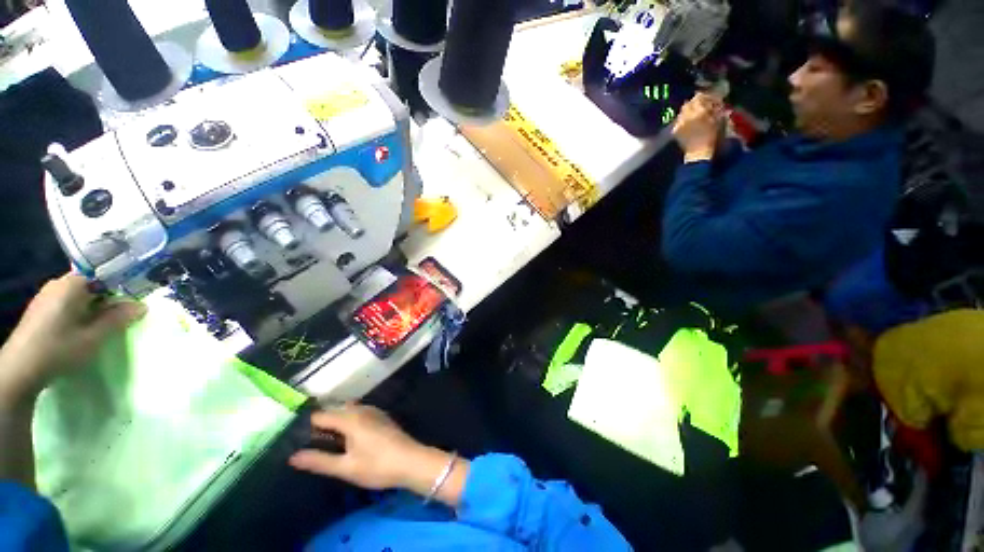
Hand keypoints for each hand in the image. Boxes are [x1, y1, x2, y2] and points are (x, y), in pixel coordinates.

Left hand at [0, 274, 145, 399]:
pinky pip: (68, 303)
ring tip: (107, 320)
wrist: (20, 370)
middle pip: (90, 284)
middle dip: (108, 295)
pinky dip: (81, 311)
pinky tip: (85, 326)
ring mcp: (47, 297)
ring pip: (79, 295)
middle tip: (125, 310)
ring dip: (95, 305)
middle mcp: (58, 284)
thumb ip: (118, 319)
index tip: (136, 294)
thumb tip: (142, 305)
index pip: (102, 274)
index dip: (120, 283)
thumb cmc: (59, 349)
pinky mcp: (42, 310)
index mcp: (71, 284)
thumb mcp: (94, 337)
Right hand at [290, 404, 461, 497]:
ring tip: (325, 442)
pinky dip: (349, 421)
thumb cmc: (377, 465)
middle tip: (309, 443)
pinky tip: (347, 438)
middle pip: (335, 410)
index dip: (307, 426)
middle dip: (321, 423)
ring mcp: (374, 412)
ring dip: (336, 421)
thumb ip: (319, 461)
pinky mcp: (381, 417)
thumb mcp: (345, 467)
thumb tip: (293, 456)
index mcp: (351, 418)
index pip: (321, 415)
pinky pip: (359, 413)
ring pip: (348, 411)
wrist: (411, 461)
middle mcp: (362, 409)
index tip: (294, 438)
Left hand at [673, 93, 725, 161]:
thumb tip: (714, 102)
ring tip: (694, 113)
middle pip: (688, 103)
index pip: (699, 97)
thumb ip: (715, 108)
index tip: (709, 97)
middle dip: (695, 102)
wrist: (698, 153)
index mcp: (698, 111)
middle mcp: (686, 115)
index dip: (704, 96)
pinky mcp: (675, 130)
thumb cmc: (711, 137)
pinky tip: (688, 121)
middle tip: (701, 104)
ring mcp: (679, 123)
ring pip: (682, 111)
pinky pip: (678, 120)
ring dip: (688, 110)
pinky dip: (683, 118)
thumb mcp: (717, 120)